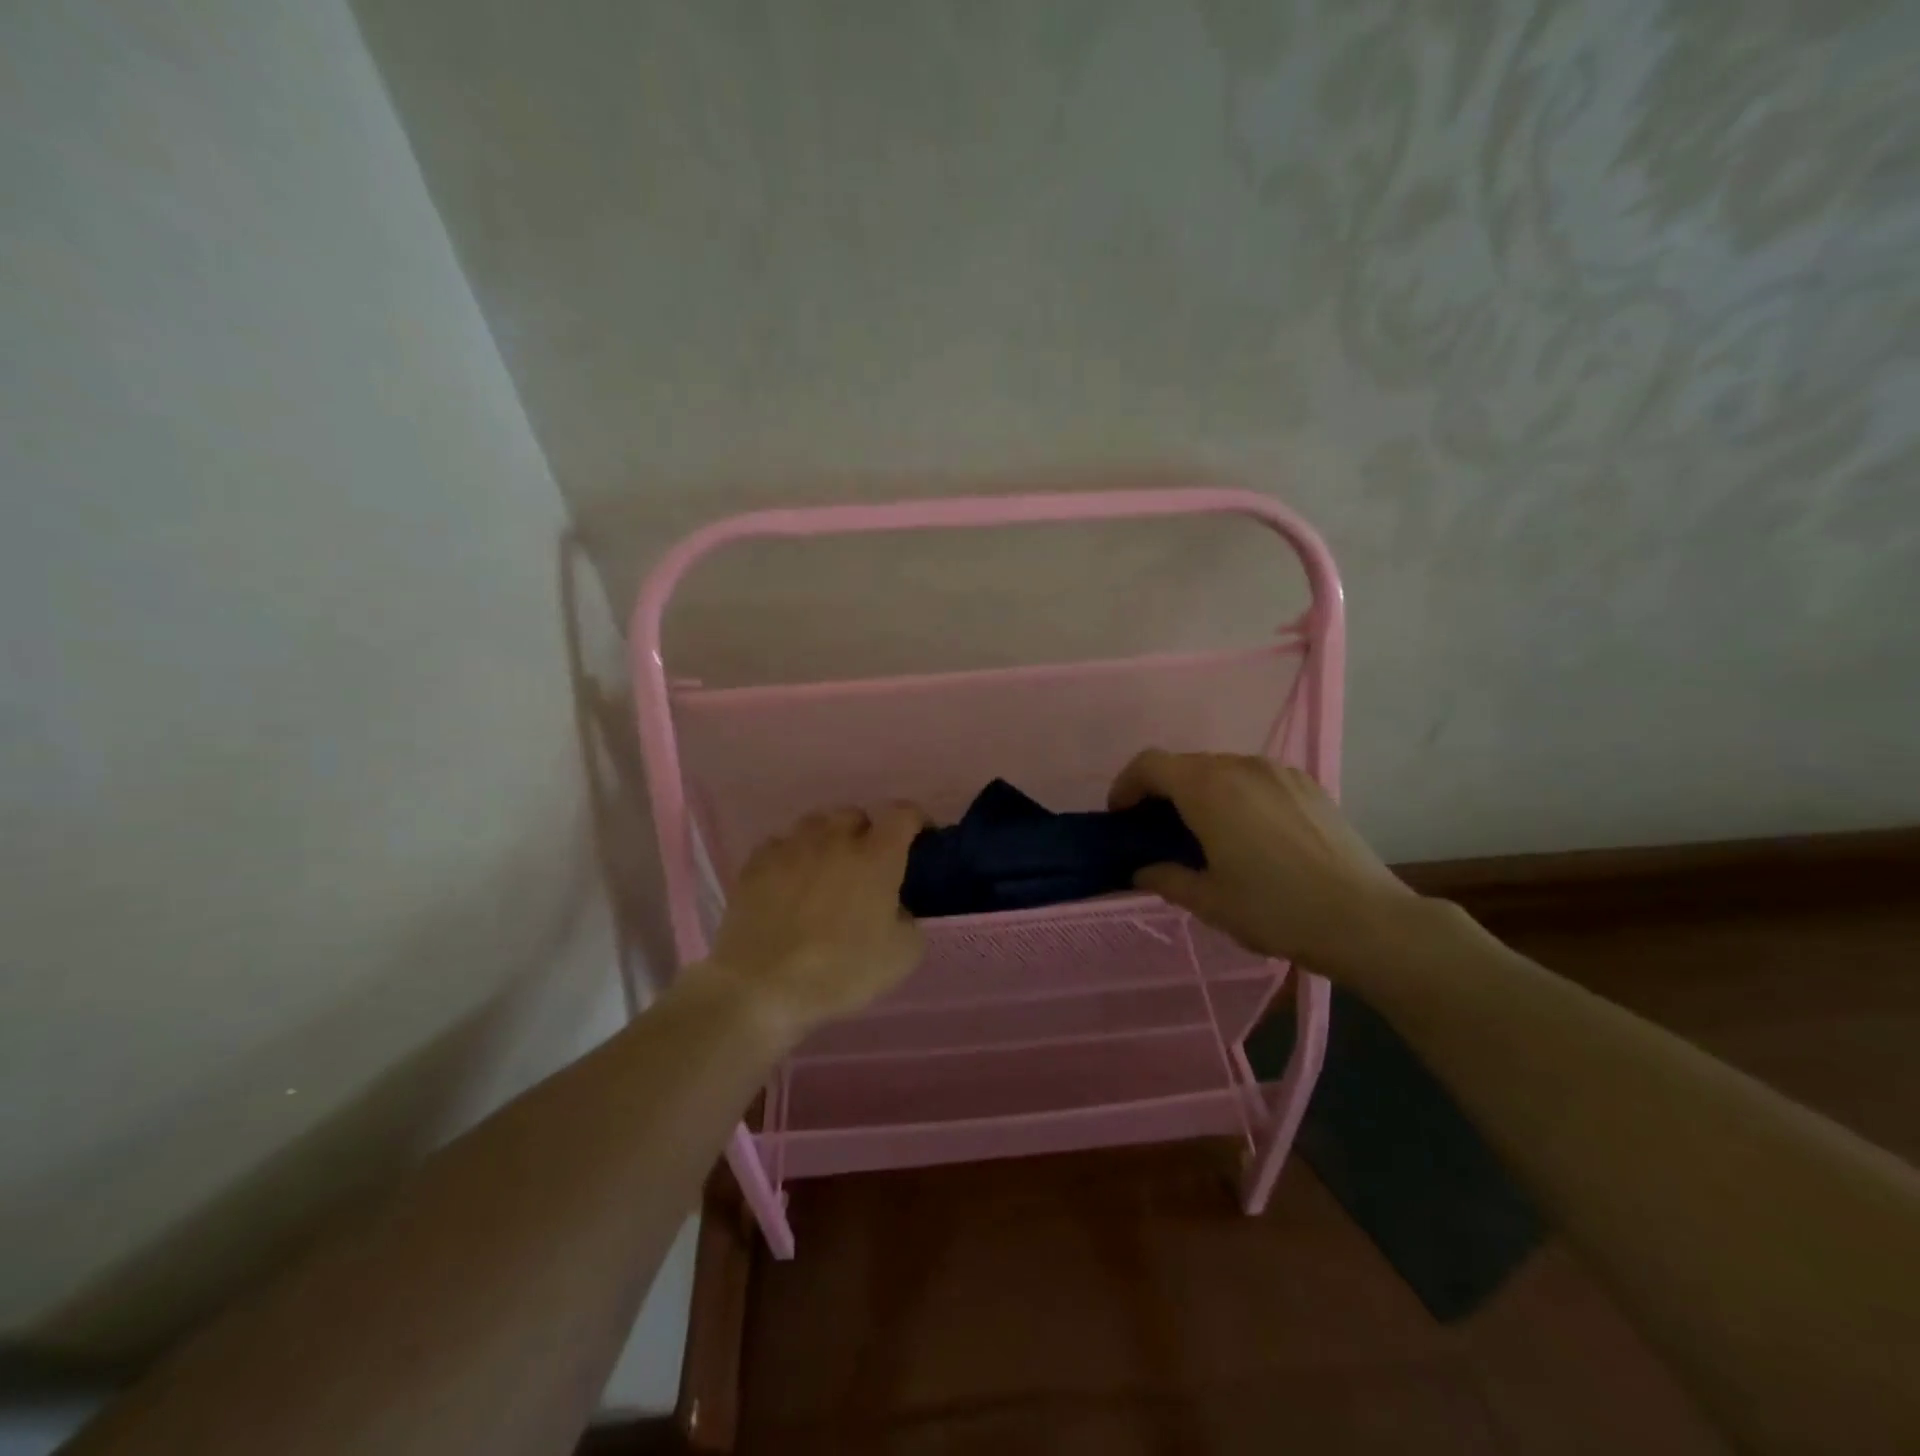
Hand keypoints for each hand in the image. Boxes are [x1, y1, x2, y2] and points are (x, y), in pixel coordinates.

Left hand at [706, 803, 928, 1037]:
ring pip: (815, 824)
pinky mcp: (756, 863)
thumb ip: (909, 919)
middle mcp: (835, 839)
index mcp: (877, 856)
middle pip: (855, 815)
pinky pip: (780, 845)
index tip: (918, 838)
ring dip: (826, 840)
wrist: (763, 987)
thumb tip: (895, 908)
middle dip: (865, 833)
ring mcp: (791, 847)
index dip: (915, 820)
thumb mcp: (902, 956)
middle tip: (866, 865)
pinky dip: (790, 857)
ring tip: (824, 869)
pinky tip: (788, 882)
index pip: (903, 814)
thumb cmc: (841, 971)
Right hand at [1110, 750, 1414, 970]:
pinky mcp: (1307, 783)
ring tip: (1205, 833)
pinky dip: (1236, 793)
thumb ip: (1166, 878)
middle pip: (1185, 764)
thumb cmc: (1276, 909)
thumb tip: (1142, 870)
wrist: (1366, 919)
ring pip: (1222, 768)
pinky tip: (1249, 833)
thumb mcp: (1209, 901)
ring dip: (1200, 791)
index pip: (1150, 764)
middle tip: (1158, 831)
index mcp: (1208, 788)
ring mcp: (1278, 771)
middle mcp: (1241, 766)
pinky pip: (1255, 777)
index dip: (1126, 785)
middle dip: (1162, 791)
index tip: (1121, 816)